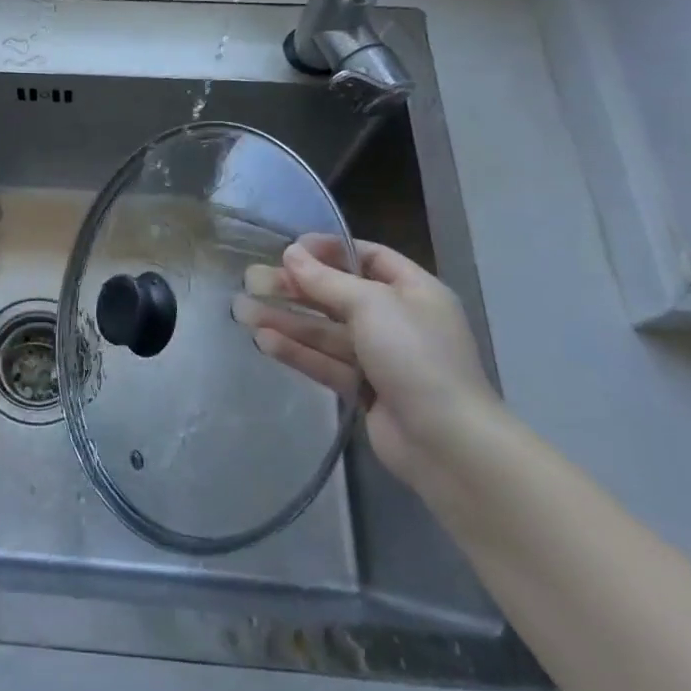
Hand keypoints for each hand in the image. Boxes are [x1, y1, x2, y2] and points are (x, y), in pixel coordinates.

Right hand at [235, 236, 498, 488]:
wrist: (447, 442)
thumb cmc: (415, 356)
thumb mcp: (370, 305)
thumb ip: (326, 280)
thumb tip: (291, 253)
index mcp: (414, 291)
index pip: (369, 257)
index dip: (329, 250)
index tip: (289, 248)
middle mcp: (399, 320)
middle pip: (339, 295)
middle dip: (296, 288)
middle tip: (253, 280)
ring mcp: (382, 357)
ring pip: (326, 331)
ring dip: (287, 320)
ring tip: (242, 310)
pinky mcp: (365, 390)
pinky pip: (326, 362)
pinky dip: (297, 351)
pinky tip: (263, 341)